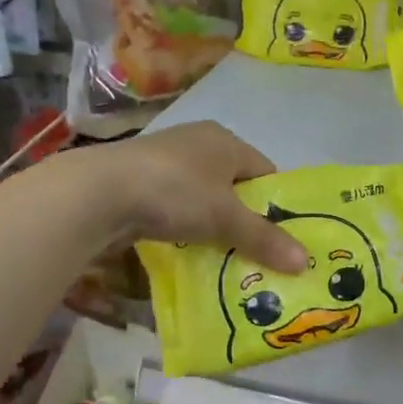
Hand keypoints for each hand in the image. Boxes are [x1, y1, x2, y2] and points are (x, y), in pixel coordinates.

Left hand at [83, 121, 306, 271]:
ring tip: (220, 254)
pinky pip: (174, 205)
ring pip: (202, 196)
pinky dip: (182, 225)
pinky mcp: (137, 180)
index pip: (264, 171)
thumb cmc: (175, 192)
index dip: (275, 203)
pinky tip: (182, 246)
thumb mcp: (226, 219)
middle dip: (243, 217)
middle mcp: (196, 142)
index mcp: (225, 140)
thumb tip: (306, 263)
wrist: (97, 193)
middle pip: (233, 185)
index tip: (280, 236)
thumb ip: (264, 239)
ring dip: (211, 223)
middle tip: (254, 252)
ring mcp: (163, 160)